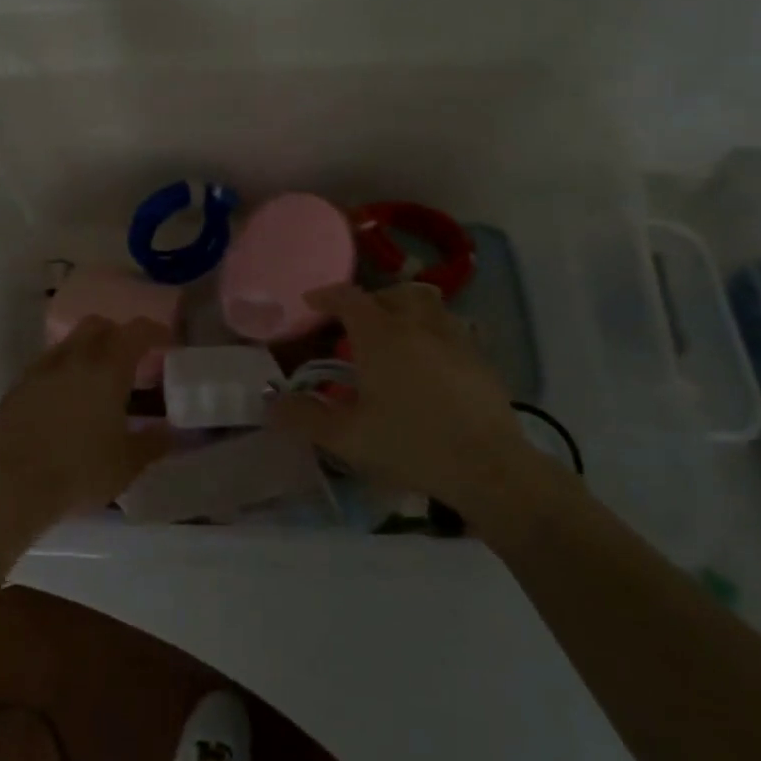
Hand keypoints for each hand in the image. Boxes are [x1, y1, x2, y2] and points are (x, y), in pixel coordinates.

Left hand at [0, 317, 174, 566]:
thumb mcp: (128, 463)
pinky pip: (45, 366)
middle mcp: (74, 358)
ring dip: (87, 351)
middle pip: (98, 325)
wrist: (12, 487)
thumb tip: (173, 433)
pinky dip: (61, 372)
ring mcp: (40, 370)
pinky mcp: (17, 387)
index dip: (155, 331)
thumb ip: (155, 442)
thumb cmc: (80, 471)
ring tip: (96, 381)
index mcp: (108, 368)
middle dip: (117, 333)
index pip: (137, 331)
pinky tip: (64, 401)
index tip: (166, 343)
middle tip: (129, 358)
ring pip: (68, 343)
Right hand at [269, 284, 572, 547]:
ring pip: (430, 305)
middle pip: (395, 293)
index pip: (349, 298)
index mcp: (381, 336)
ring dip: (408, 311)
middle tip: (358, 324)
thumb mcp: (347, 438)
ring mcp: (455, 339)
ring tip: (397, 337)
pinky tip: (431, 364)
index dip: (327, 295)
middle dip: (372, 300)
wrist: (488, 467)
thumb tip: (272, 404)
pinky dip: (435, 334)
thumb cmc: (411, 445)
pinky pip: (454, 329)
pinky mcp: (481, 359)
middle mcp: (418, 326)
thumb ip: (305, 418)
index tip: (311, 302)